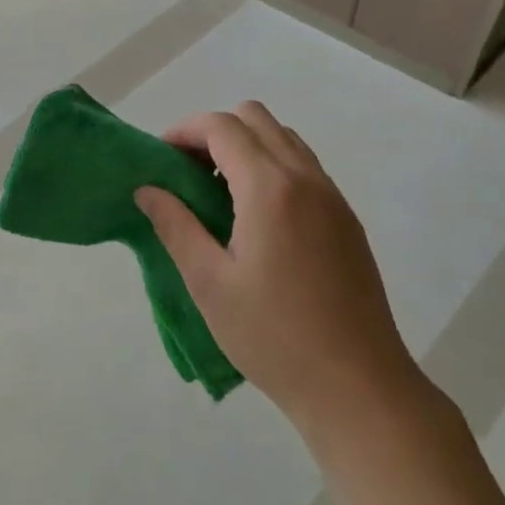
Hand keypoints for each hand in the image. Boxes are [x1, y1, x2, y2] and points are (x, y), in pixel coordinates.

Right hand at [135, 102, 426, 447]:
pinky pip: (304, 168)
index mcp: (270, 188)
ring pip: (284, 139)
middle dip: (214, 132)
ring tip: (218, 194)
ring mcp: (333, 198)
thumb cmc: (272, 335)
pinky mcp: (347, 220)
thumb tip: (147, 189)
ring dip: (246, 147)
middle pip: (256, 118)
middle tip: (187, 172)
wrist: (357, 385)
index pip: (223, 127)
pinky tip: (255, 218)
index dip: (184, 131)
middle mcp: (306, 179)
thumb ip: (175, 225)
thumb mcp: (209, 282)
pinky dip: (272, 167)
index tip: (160, 158)